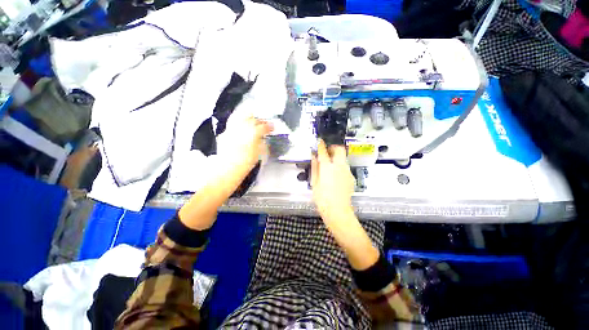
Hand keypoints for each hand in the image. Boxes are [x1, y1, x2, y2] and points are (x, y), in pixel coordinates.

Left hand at [178, 116, 271, 230]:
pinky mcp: (225, 135)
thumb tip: (263, 137)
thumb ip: (261, 143)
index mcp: (251, 137)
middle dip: (259, 120)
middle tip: (264, 124)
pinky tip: (242, 129)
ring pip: (240, 118)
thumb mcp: (257, 154)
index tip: (272, 127)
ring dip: (249, 119)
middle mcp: (240, 131)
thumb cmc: (244, 166)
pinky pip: (233, 125)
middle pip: (251, 119)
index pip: (262, 127)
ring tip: (253, 122)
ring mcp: (231, 132)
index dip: (269, 126)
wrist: (226, 172)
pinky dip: (239, 124)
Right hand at [311, 140, 378, 269]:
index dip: (321, 145)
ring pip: (343, 158)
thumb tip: (314, 156)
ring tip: (330, 165)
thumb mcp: (314, 182)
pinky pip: (345, 167)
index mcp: (327, 167)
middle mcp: (339, 166)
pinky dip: (340, 166)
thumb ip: (315, 167)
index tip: (319, 141)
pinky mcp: (351, 177)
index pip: (324, 151)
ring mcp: (347, 171)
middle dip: (333, 148)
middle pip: (339, 150)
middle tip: (327, 152)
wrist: (337, 210)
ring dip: (337, 157)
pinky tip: (335, 175)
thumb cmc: (322, 198)